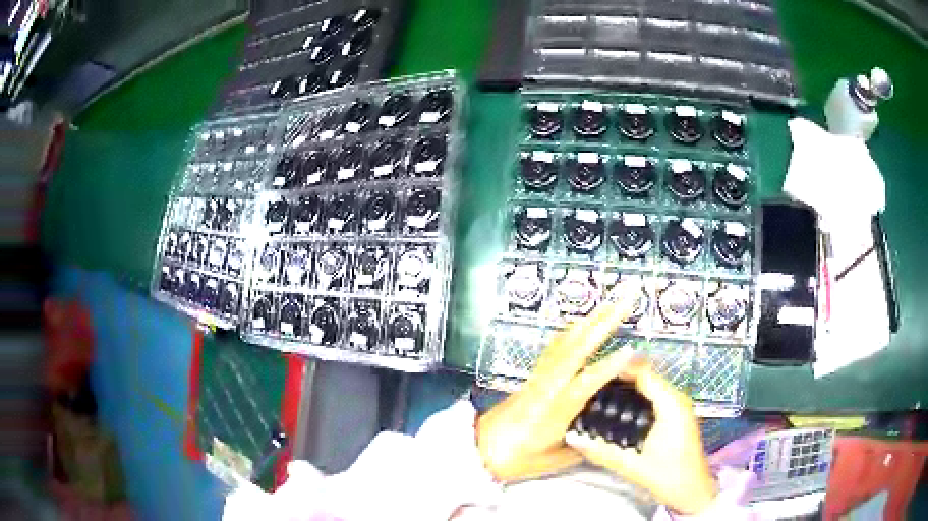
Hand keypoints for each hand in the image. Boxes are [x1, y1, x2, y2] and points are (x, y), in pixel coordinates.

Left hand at [476, 297, 638, 482]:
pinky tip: (583, 322)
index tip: (631, 350)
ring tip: (612, 303)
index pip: (583, 384)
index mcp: (551, 410)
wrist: (480, 449)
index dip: (607, 368)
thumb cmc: (515, 458)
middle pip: (576, 348)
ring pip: (565, 341)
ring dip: (590, 320)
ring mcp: (539, 377)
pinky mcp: (534, 375)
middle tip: (626, 301)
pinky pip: (556, 345)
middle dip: (603, 322)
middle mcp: (546, 386)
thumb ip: (585, 444)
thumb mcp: (553, 461)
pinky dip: (573, 330)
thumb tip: (610, 428)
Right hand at [566, 360, 716, 514]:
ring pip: (649, 385)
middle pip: (646, 376)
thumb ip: (602, 452)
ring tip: (597, 392)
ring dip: (626, 386)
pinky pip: (653, 396)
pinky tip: (616, 407)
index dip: (619, 368)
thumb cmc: (668, 477)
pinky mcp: (675, 415)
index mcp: (671, 405)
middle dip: (619, 377)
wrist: (692, 491)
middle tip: (589, 383)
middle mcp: (677, 399)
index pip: (644, 374)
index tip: (591, 371)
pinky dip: (635, 396)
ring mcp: (678, 406)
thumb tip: (572, 438)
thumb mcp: (632, 466)